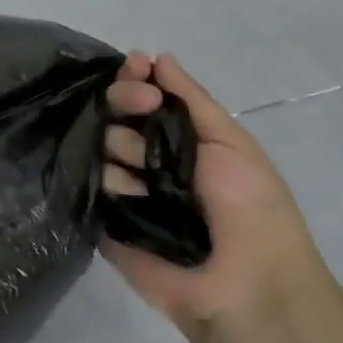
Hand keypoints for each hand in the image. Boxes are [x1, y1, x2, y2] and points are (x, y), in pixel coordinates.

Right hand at [101, 52, 328, 342]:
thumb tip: (158, 57)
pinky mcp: (106, 219)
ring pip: (101, 144)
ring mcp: (126, 188)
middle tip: (141, 107)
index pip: (146, 95)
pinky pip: (92, 185)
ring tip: (148, 176)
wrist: (245, 285)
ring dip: (123, 149)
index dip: (136, 77)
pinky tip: (130, 195)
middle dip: (126, 100)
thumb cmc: (251, 208)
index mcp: (182, 138)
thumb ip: (191, 98)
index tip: (136, 66)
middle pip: (116, 112)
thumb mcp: (231, 142)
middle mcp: (149, 158)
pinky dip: (110, 184)